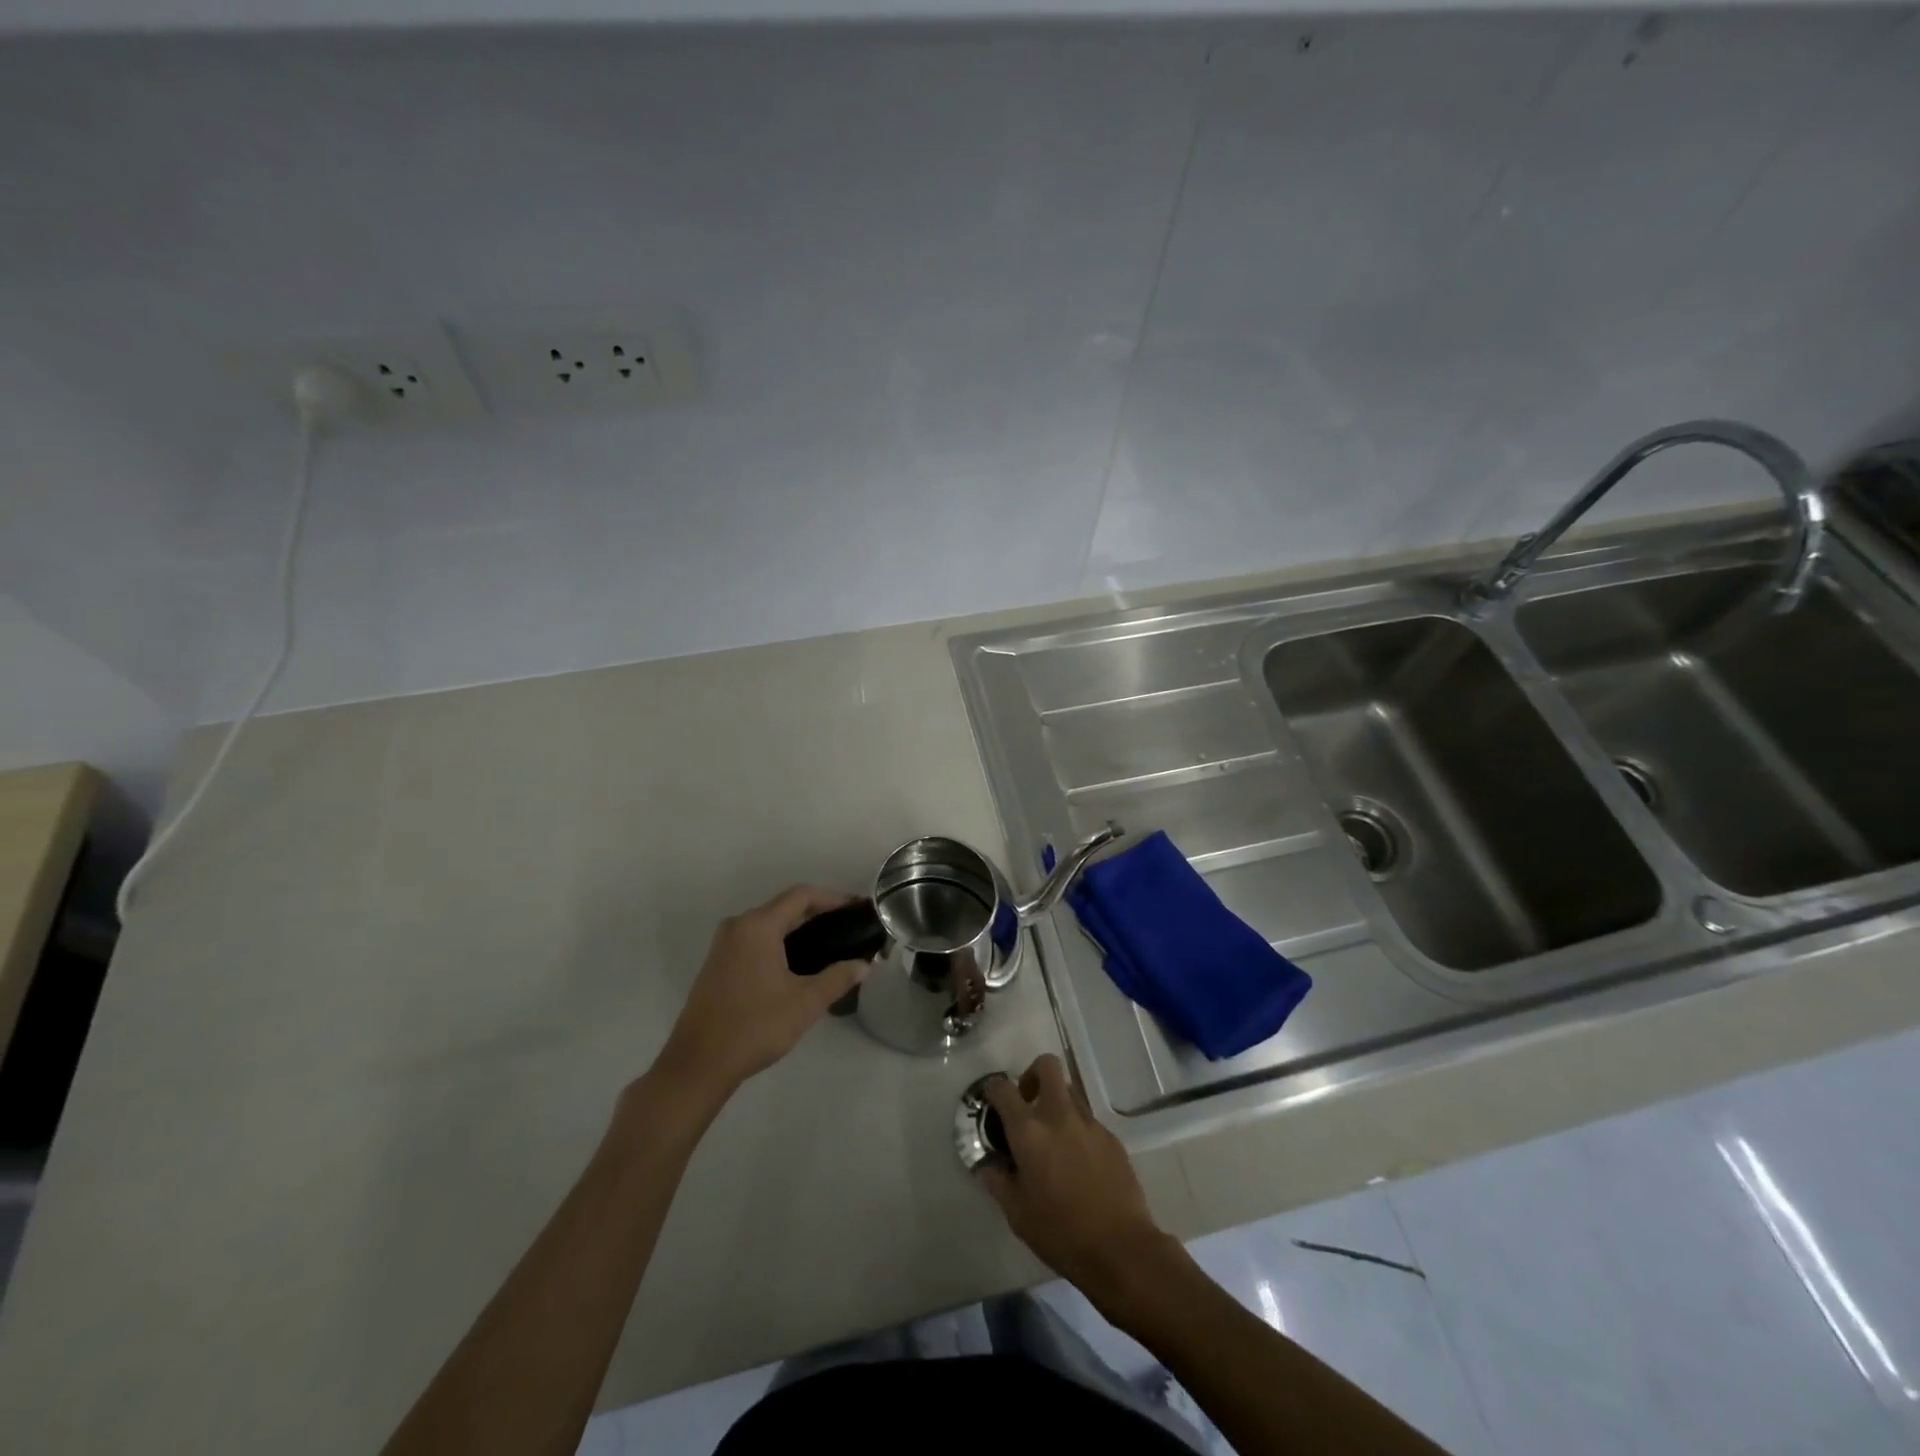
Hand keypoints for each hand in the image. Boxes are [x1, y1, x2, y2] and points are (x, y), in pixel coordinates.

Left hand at [656, 887, 871, 1101]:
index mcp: (758, 926)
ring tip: (828, 946)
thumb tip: (864, 965)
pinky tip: (796, 964)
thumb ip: (838, 978)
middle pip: (784, 906)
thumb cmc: (755, 1026)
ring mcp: (723, 945)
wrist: (698, 1064)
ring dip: (797, 929)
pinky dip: (778, 942)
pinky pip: (754, 939)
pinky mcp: (717, 964)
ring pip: (768, 924)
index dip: (832, 898)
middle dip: (817, 913)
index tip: (856, 910)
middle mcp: (738, 926)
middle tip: (847, 929)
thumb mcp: (805, 1003)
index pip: (801, 895)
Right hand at [977, 1054, 1174, 1304]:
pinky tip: (1078, 1163)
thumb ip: (998, 1181)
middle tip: (1027, 1103)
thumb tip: (988, 1163)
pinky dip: (1077, 1130)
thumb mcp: (1017, 1214)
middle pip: (1047, 1066)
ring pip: (1070, 1092)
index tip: (991, 1101)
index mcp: (1029, 1131)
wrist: (1121, 1249)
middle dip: (1033, 1075)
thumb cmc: (1060, 1232)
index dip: (993, 1089)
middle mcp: (1059, 1115)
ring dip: (1056, 1103)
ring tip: (1053, 1138)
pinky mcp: (1111, 1138)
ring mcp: (1089, 1124)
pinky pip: (1088, 1120)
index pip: (1003, 1089)